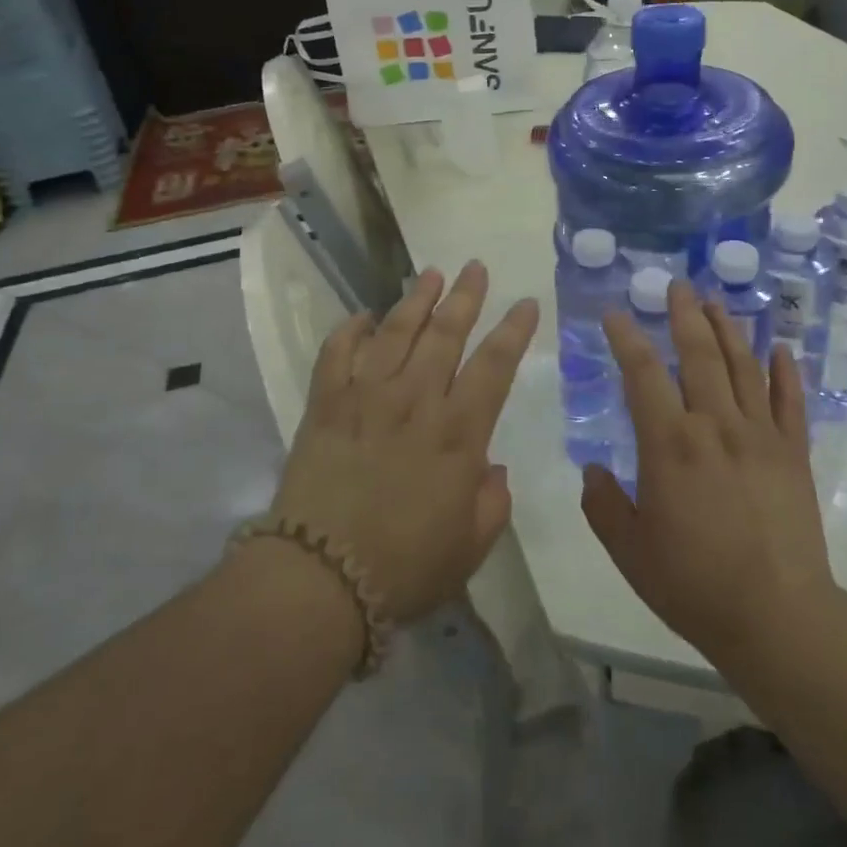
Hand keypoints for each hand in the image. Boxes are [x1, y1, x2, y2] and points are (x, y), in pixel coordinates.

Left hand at [271, 261, 538, 623]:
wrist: (321, 578)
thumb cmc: (405, 568)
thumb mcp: (470, 547)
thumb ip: (492, 502)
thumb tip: (492, 468)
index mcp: (458, 433)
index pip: (494, 366)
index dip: (513, 331)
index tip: (525, 302)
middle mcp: (415, 401)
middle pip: (445, 334)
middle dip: (464, 297)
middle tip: (475, 267)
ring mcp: (366, 396)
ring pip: (395, 332)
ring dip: (415, 300)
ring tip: (430, 274)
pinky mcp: (325, 404)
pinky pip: (336, 353)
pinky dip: (348, 330)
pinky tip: (361, 317)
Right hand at [582, 280, 835, 666]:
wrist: (777, 618)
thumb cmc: (693, 583)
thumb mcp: (629, 549)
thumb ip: (602, 504)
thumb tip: (592, 471)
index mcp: (670, 443)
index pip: (643, 373)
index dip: (626, 338)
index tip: (616, 314)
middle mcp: (715, 425)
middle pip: (698, 354)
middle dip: (684, 315)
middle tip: (677, 286)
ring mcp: (760, 435)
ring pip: (743, 367)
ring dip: (728, 329)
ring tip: (716, 302)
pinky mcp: (793, 453)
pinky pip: (789, 401)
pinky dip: (785, 371)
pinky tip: (781, 348)